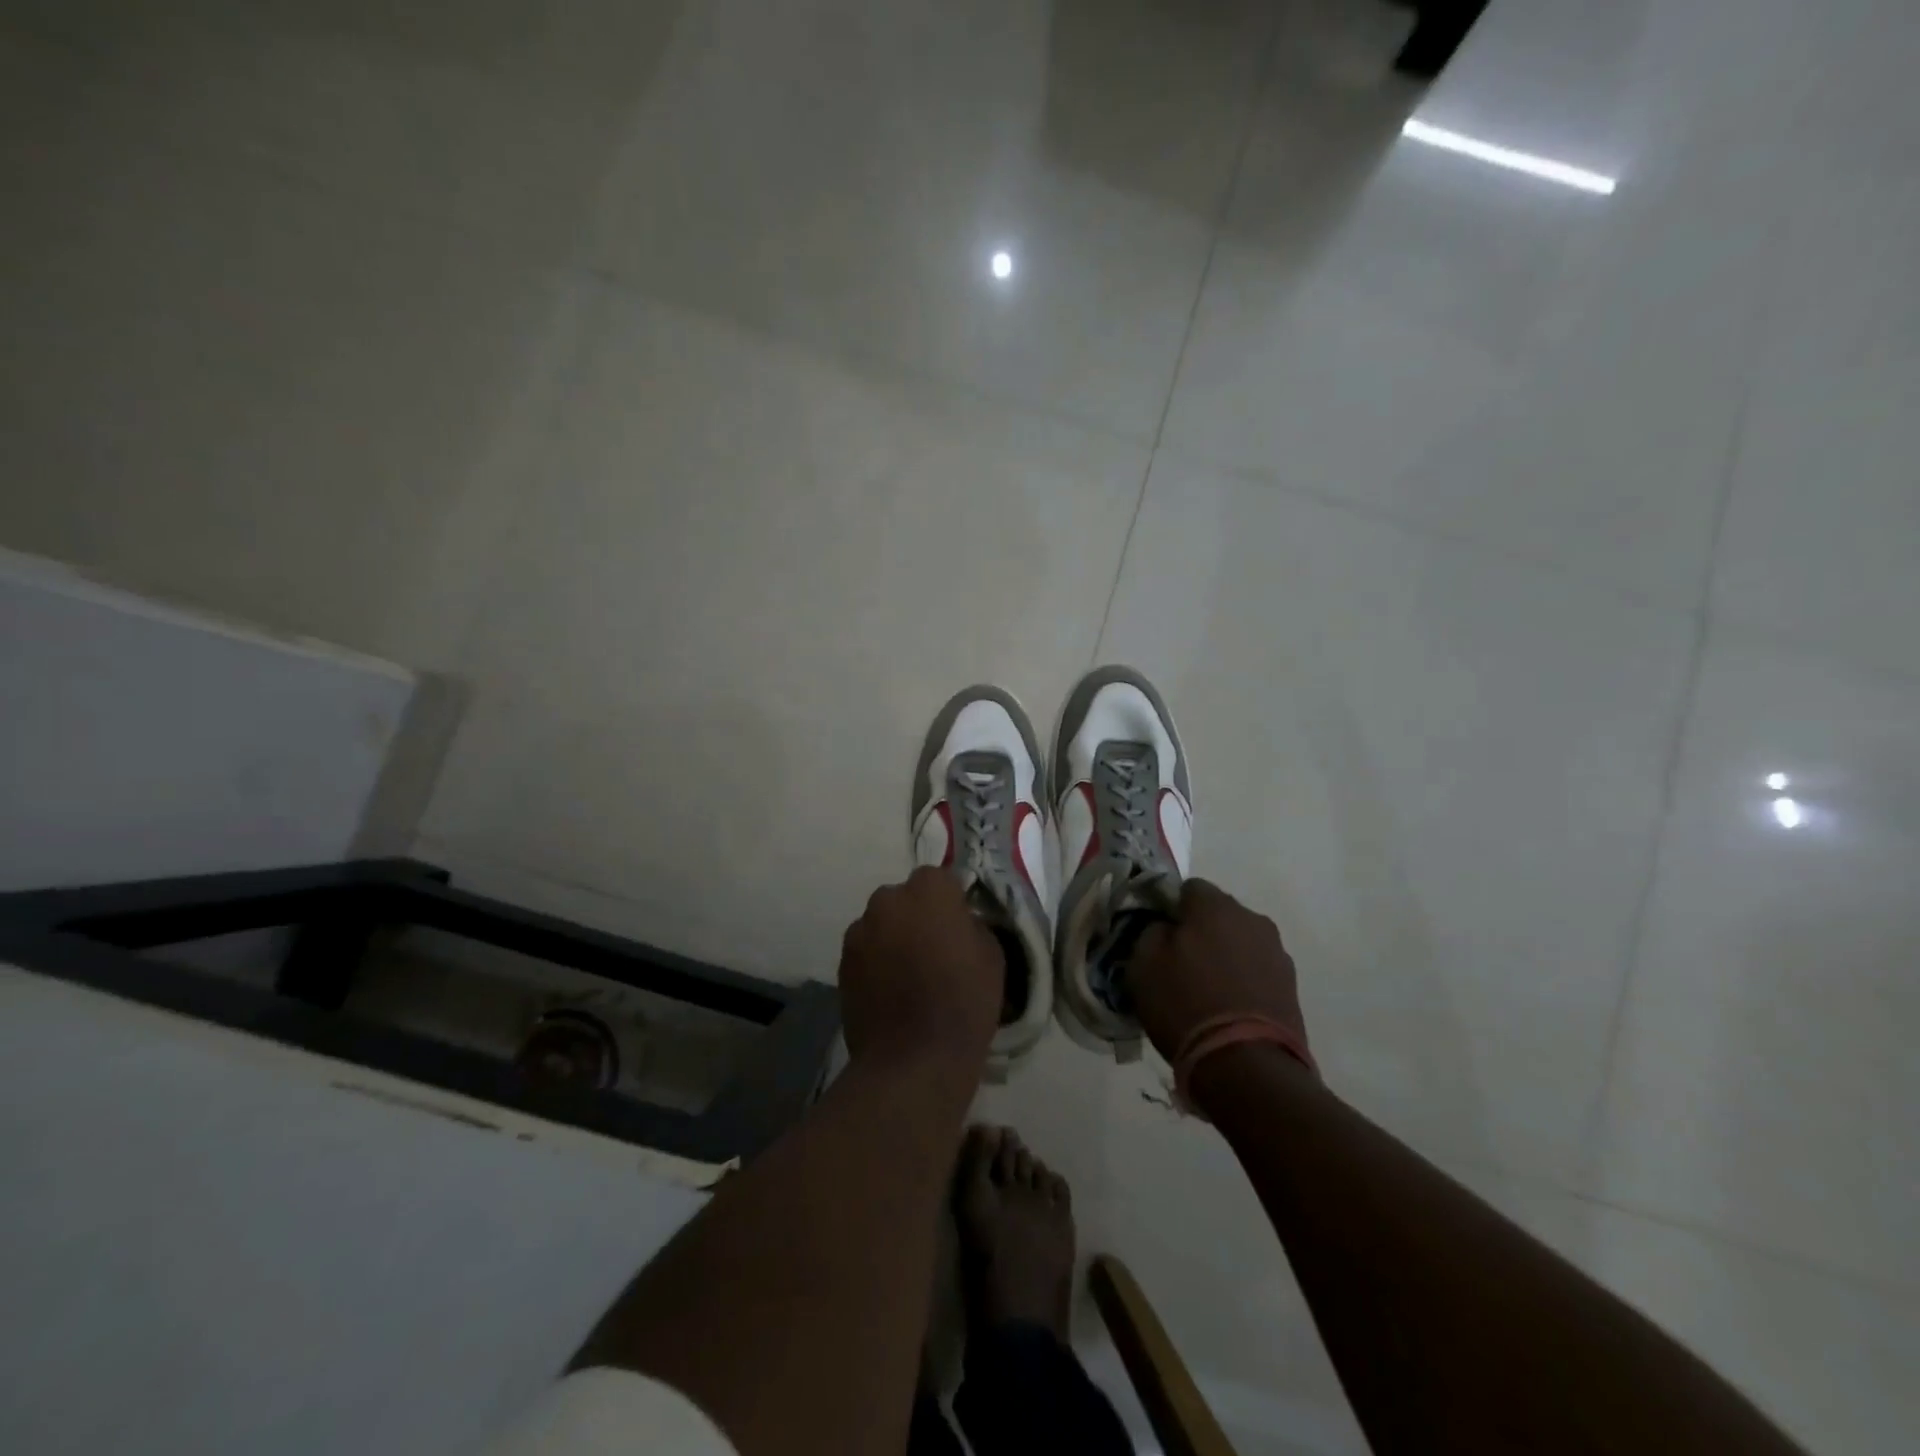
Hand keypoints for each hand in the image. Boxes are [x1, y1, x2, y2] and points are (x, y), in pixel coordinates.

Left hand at [838, 866, 1004, 1075]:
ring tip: (908, 974)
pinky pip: (866, 950)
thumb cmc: (964, 1003)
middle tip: (934, 949)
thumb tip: (959, 922)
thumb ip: (972, 925)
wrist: (913, 1060)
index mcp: (929, 890)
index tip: (959, 926)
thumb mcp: (992, 956)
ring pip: (882, 923)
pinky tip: (890, 991)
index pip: (940, 878)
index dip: (951, 901)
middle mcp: (888, 900)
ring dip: (894, 937)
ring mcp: (860, 930)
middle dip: (918, 915)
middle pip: (905, 898)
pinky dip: (876, 961)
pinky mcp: (842, 961)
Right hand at [1132, 878, 1309, 1062]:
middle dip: (1200, 931)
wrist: (1247, 1066)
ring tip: (1207, 991)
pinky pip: (1257, 971)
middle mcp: (1252, 918)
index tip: (1159, 937)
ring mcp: (1277, 952)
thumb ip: (1150, 931)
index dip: (1170, 910)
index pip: (1187, 888)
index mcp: (1214, 905)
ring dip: (1225, 956)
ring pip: (1240, 942)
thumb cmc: (1186, 1004)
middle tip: (1180, 964)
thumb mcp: (1142, 963)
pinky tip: (1229, 1008)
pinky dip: (1243, 981)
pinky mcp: (1291, 986)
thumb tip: (1164, 927)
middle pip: (1218, 914)